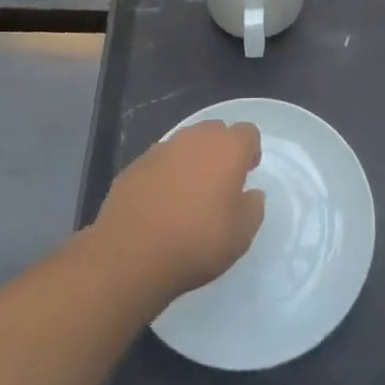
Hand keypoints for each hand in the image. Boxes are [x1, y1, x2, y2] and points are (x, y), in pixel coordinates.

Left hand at [95, 120, 264, 300]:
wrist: (131, 254)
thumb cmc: (197, 241)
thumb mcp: (241, 234)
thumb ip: (253, 207)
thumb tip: (251, 193)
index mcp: (227, 148)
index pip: (248, 132)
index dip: (250, 150)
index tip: (247, 173)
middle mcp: (195, 138)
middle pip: (215, 131)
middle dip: (221, 150)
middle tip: (220, 182)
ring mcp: (162, 149)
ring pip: (185, 144)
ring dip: (191, 160)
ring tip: (189, 193)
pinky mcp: (135, 165)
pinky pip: (159, 161)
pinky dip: (165, 174)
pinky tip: (161, 203)